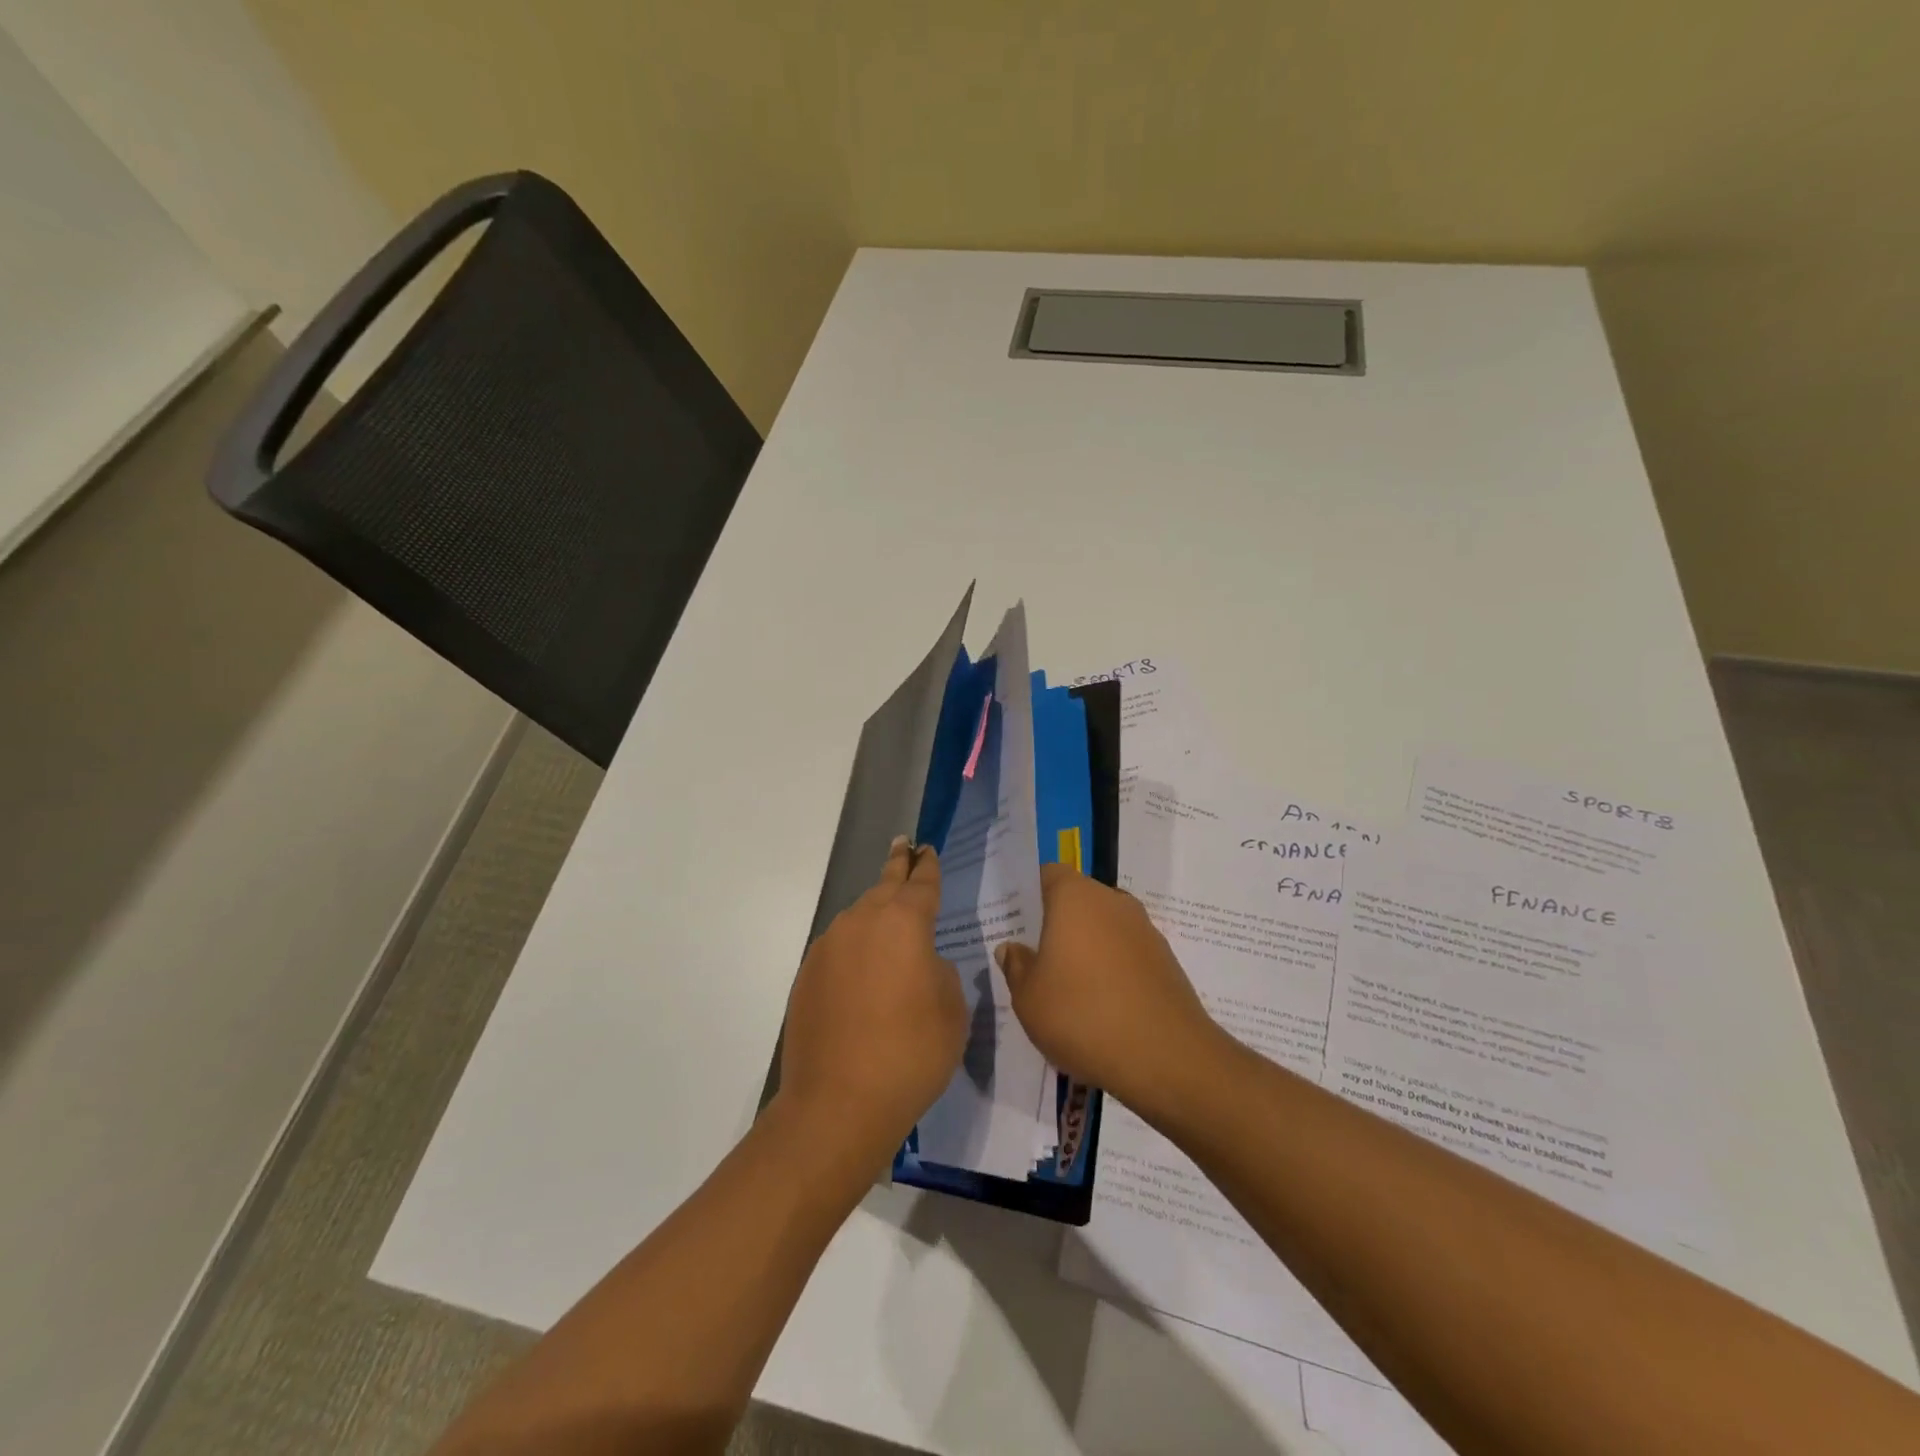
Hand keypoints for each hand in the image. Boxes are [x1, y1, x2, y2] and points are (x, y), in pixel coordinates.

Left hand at [776, 837, 966, 1172]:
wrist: (838, 1103)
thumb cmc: (910, 1054)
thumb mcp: (951, 1009)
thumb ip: (939, 971)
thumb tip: (918, 963)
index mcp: (903, 922)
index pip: (920, 883)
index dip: (926, 866)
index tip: (925, 848)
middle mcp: (861, 923)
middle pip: (883, 886)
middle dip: (897, 867)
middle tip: (902, 848)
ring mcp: (828, 948)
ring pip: (858, 916)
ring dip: (875, 910)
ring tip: (888, 913)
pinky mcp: (807, 976)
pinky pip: (839, 947)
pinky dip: (856, 947)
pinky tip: (863, 968)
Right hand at [996, 864, 1227, 1117]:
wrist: (1165, 1057)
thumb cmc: (1082, 1014)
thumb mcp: (1028, 997)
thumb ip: (1016, 966)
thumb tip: (1013, 948)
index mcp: (1076, 897)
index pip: (1048, 874)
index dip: (1031, 894)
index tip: (1017, 922)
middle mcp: (1113, 902)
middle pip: (1078, 901)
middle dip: (1057, 925)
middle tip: (1036, 960)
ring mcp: (1145, 930)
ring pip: (1104, 929)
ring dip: (1087, 950)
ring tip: (1068, 990)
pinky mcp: (1166, 961)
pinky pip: (1127, 955)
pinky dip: (1112, 971)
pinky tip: (1101, 1009)